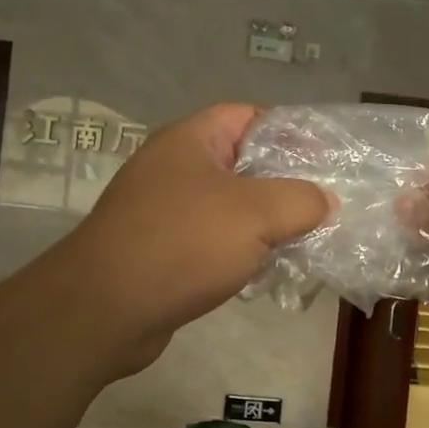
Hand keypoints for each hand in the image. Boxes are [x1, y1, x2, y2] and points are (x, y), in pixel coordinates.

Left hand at [49, 104, 329, 376]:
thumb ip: (301, 200)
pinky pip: (212, 241)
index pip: (248, 116)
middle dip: (284, 183)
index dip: (290, 130)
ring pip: (229, 207)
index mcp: (190, 141)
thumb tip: (325, 201)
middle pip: (242, 163)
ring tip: (305, 241)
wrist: (102, 311)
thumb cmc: (181, 244)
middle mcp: (174, 168)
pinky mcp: (161, 252)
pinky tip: (265, 273)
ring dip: (265, 223)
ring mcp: (164, 211)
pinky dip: (240, 252)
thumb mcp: (256, 213)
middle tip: (324, 204)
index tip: (326, 159)